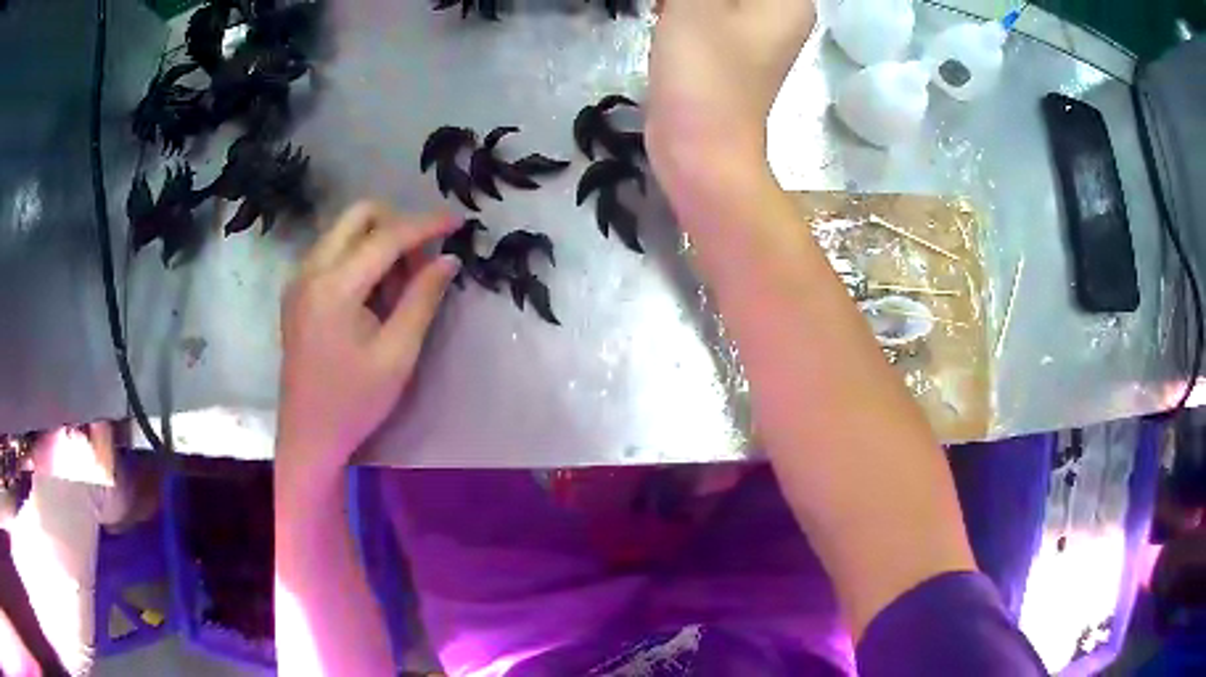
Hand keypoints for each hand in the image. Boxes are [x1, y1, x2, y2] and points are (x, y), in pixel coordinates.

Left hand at [277, 202, 459, 482]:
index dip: (426, 224)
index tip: (458, 220)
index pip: (386, 236)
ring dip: (378, 242)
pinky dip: (360, 257)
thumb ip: (422, 299)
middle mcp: (310, 270)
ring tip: (398, 288)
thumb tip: (449, 259)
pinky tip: (373, 295)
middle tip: (421, 263)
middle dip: (397, 225)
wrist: (308, 435)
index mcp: (334, 287)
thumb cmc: (354, 403)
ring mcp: (299, 278)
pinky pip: (333, 251)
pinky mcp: (297, 291)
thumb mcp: (397, 355)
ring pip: (344, 230)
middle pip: (358, 215)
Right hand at [646, 0, 815, 197]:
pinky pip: (710, 9)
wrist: (700, 150)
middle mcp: (780, 12)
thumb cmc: (706, 74)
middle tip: (677, 3)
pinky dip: (685, 3)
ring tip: (667, 7)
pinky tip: (662, 10)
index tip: (697, 0)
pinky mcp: (729, 48)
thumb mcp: (696, 4)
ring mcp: (754, 32)